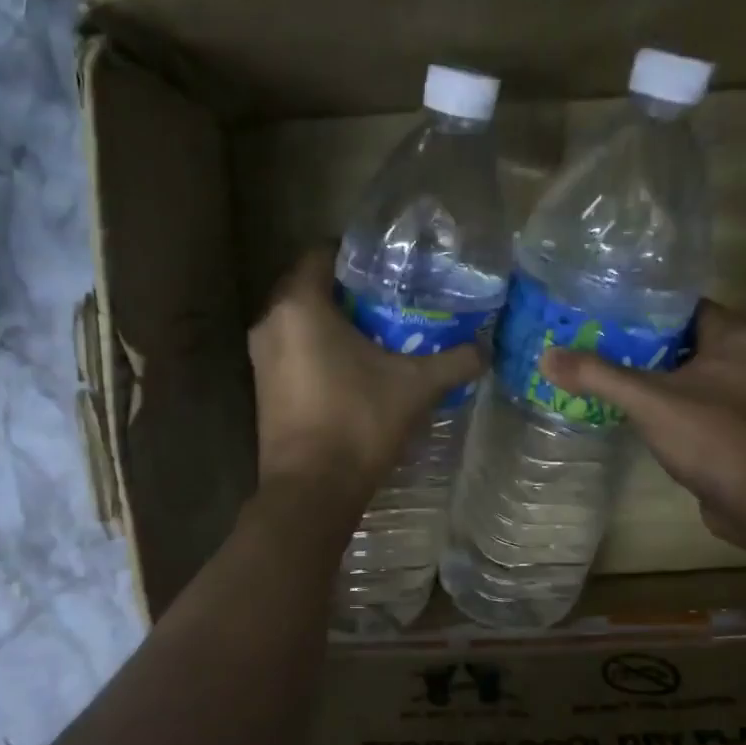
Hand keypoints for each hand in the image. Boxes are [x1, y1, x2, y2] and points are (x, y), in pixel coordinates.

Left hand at [249, 249, 482, 506]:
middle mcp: (270, 323)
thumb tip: (485, 349)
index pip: (322, 254)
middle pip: (308, 287)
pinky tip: (352, 368)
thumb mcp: (415, 387)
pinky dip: (317, 349)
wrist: (312, 490)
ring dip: (331, 322)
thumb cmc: (358, 423)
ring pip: (299, 321)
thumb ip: (454, 361)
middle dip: (346, 290)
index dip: (356, 255)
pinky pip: (291, 350)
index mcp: (300, 305)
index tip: (389, 267)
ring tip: (376, 332)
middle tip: (389, 298)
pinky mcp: (262, 388)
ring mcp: (260, 358)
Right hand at [539, 302, 745, 545]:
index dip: (638, 307)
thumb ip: (598, 375)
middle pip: (678, 339)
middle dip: (635, 343)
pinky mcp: (734, 426)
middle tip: (588, 342)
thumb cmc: (714, 435)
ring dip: (646, 375)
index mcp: (738, 333)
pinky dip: (660, 403)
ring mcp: (744, 394)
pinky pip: (689, 402)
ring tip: (596, 371)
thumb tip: (546, 357)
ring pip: (683, 373)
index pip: (681, 305)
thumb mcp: (649, 399)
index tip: (597, 311)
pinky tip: (623, 407)